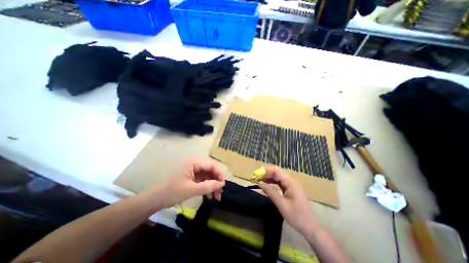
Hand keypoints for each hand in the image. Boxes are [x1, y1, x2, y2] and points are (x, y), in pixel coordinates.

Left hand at [150, 159, 222, 207]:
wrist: (154, 199)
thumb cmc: (172, 192)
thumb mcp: (192, 190)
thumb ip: (208, 186)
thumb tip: (222, 184)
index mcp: (194, 163)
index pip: (211, 165)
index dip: (219, 174)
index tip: (223, 185)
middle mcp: (194, 164)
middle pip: (210, 170)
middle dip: (216, 181)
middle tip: (220, 194)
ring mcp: (193, 170)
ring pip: (207, 175)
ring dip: (212, 185)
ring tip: (215, 197)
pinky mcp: (191, 176)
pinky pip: (202, 179)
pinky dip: (206, 186)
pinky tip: (208, 195)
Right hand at [256, 167, 318, 233]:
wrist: (309, 227)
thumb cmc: (296, 216)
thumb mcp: (281, 204)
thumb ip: (270, 192)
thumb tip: (259, 183)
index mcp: (291, 183)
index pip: (277, 171)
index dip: (266, 171)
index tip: (256, 174)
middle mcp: (291, 181)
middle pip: (277, 172)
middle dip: (266, 173)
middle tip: (256, 178)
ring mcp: (291, 184)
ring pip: (278, 176)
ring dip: (269, 177)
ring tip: (259, 180)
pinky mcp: (290, 188)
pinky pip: (280, 182)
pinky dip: (273, 182)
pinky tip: (266, 184)